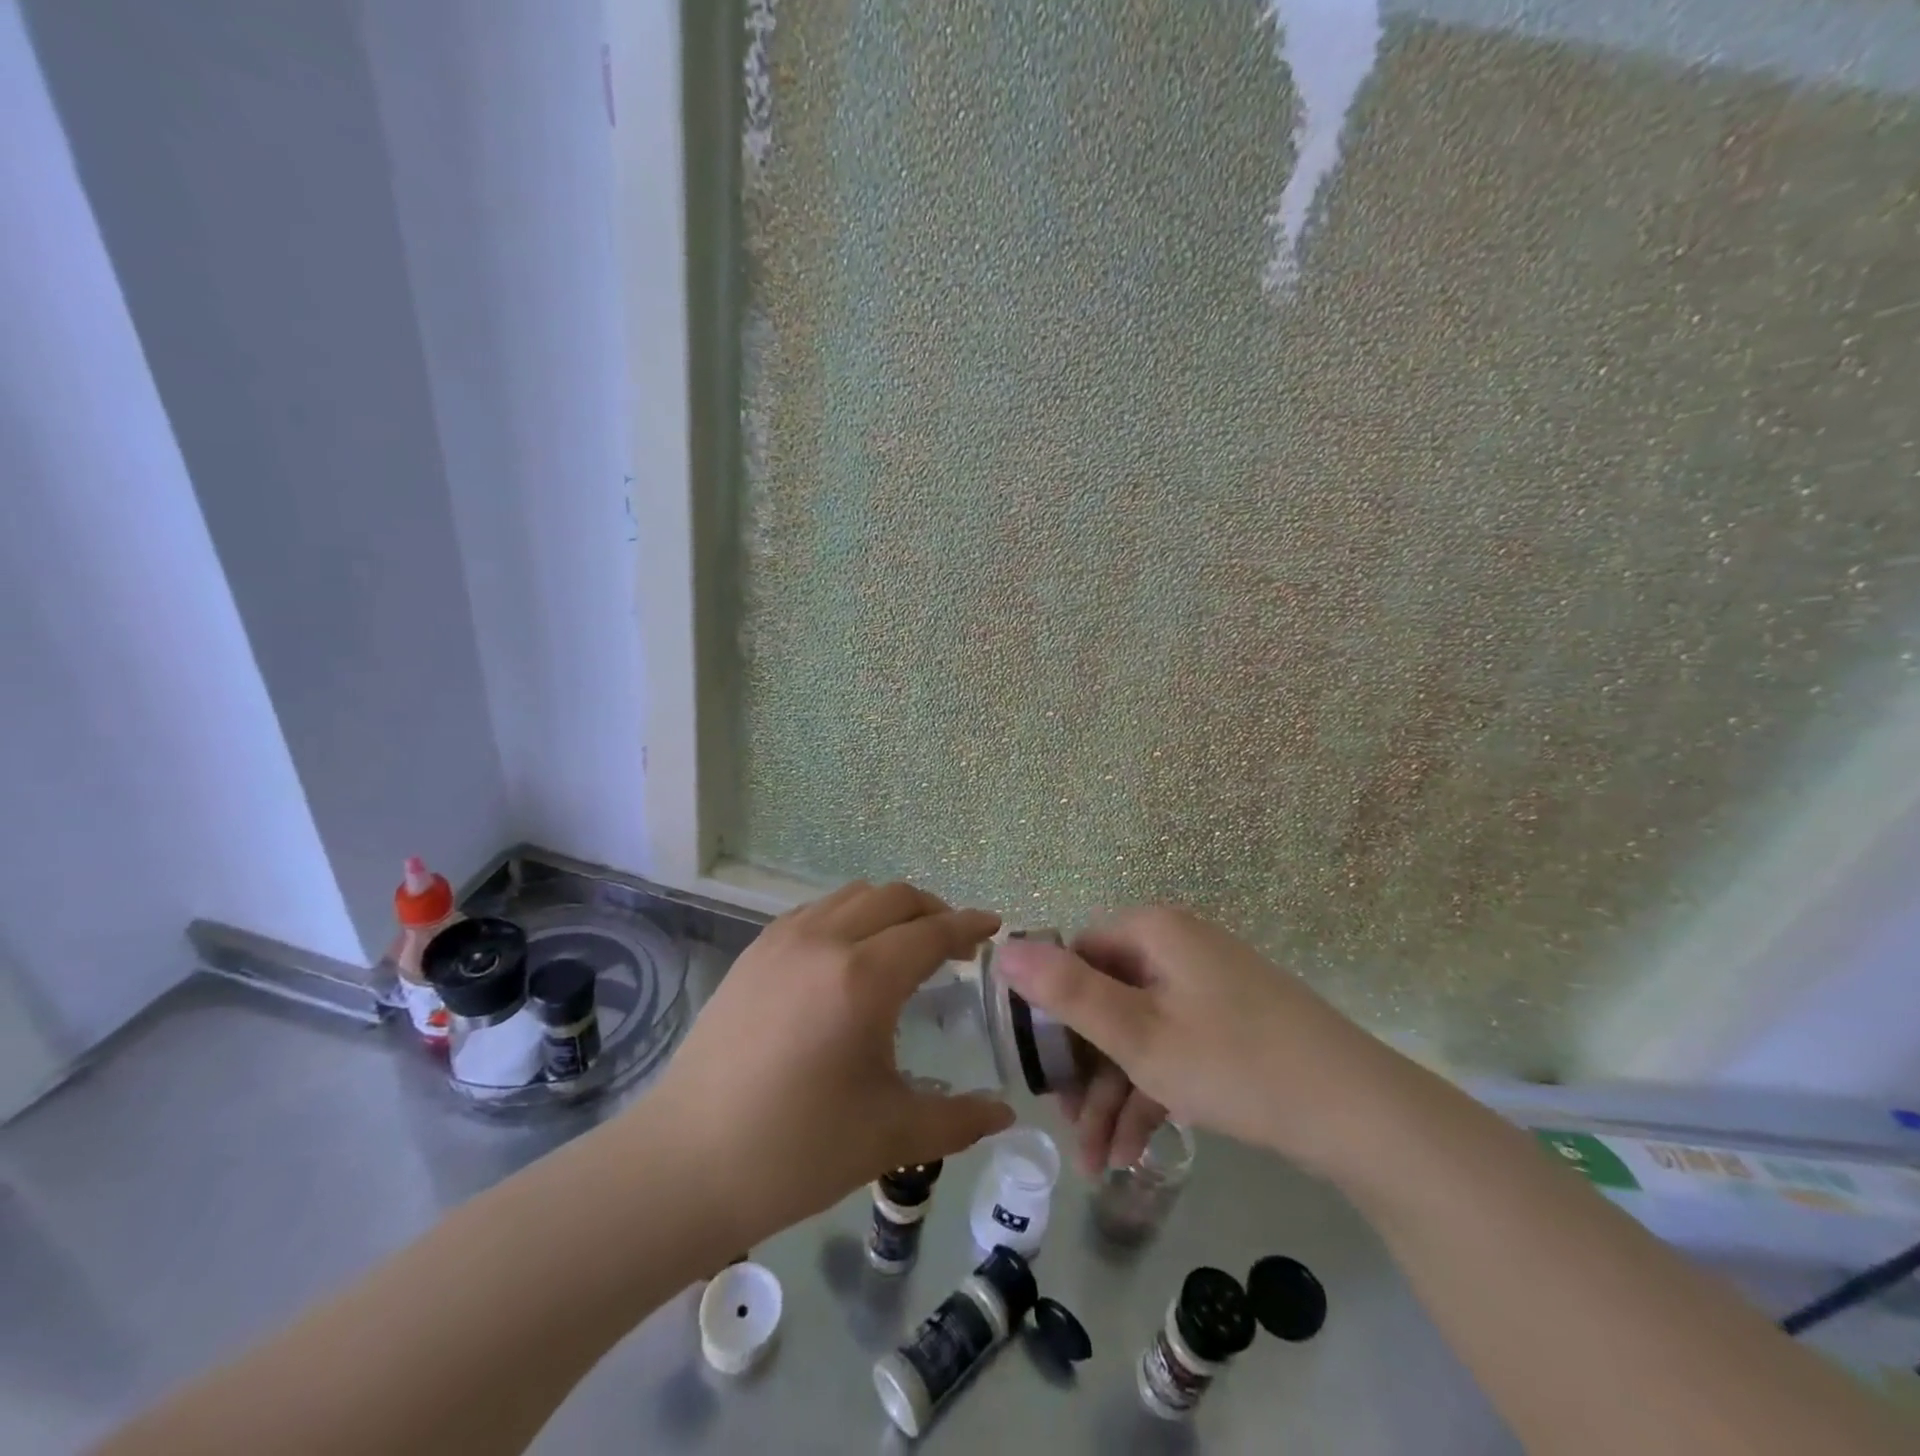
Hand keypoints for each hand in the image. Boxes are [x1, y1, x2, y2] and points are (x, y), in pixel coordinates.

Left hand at [643, 881, 1014, 1245]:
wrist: (685, 1163)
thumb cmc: (795, 1152)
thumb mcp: (890, 1138)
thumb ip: (958, 1120)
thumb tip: (1006, 1115)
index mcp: (863, 979)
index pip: (932, 932)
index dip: (969, 926)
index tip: (994, 927)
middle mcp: (825, 941)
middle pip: (895, 897)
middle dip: (934, 910)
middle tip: (954, 942)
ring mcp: (783, 940)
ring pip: (853, 896)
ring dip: (890, 909)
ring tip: (904, 943)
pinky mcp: (754, 952)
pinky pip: (816, 911)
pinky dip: (848, 916)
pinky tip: (849, 955)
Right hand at [995, 906, 1396, 1174]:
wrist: (1360, 1115)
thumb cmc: (1235, 1063)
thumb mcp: (1139, 1035)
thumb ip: (1067, 992)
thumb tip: (1003, 948)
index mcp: (1153, 932)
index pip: (1076, 953)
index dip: (1050, 1009)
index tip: (1038, 1069)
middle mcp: (1176, 946)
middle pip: (1105, 998)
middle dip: (1083, 1070)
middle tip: (1068, 1128)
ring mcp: (1205, 985)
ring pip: (1137, 1031)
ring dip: (1113, 1094)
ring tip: (1097, 1164)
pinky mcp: (1228, 1022)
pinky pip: (1172, 1046)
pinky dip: (1150, 1093)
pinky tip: (1133, 1152)